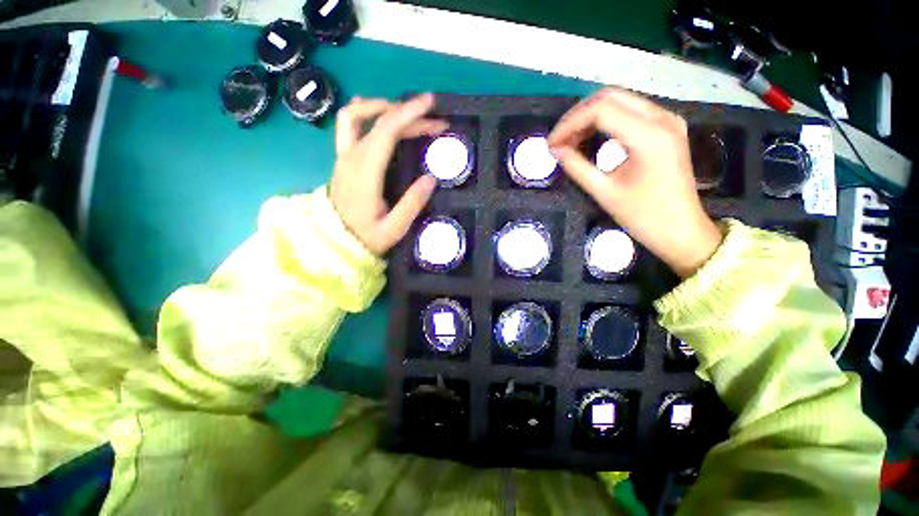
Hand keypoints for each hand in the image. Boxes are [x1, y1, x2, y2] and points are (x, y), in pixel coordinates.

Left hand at [330, 94, 447, 255]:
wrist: (332, 242)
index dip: (408, 114)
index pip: (386, 131)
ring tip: (407, 112)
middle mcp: (352, 158)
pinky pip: (349, 126)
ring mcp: (344, 156)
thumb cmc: (364, 237)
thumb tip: (431, 179)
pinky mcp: (343, 160)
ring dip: (382, 107)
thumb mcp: (392, 229)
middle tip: (433, 122)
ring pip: (355, 116)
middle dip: (408, 114)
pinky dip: (366, 114)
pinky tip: (378, 114)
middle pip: (377, 121)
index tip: (430, 106)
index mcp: (366, 173)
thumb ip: (411, 204)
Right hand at [548, 88, 722, 277]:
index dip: (570, 123)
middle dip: (578, 115)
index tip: (551, 144)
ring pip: (620, 101)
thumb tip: (555, 150)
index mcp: (649, 136)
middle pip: (610, 97)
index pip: (600, 110)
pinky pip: (630, 112)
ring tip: (570, 140)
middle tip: (559, 139)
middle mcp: (662, 118)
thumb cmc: (643, 217)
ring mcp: (667, 120)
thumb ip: (576, 167)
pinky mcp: (667, 127)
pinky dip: (606, 120)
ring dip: (590, 116)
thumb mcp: (604, 192)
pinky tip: (591, 137)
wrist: (681, 230)